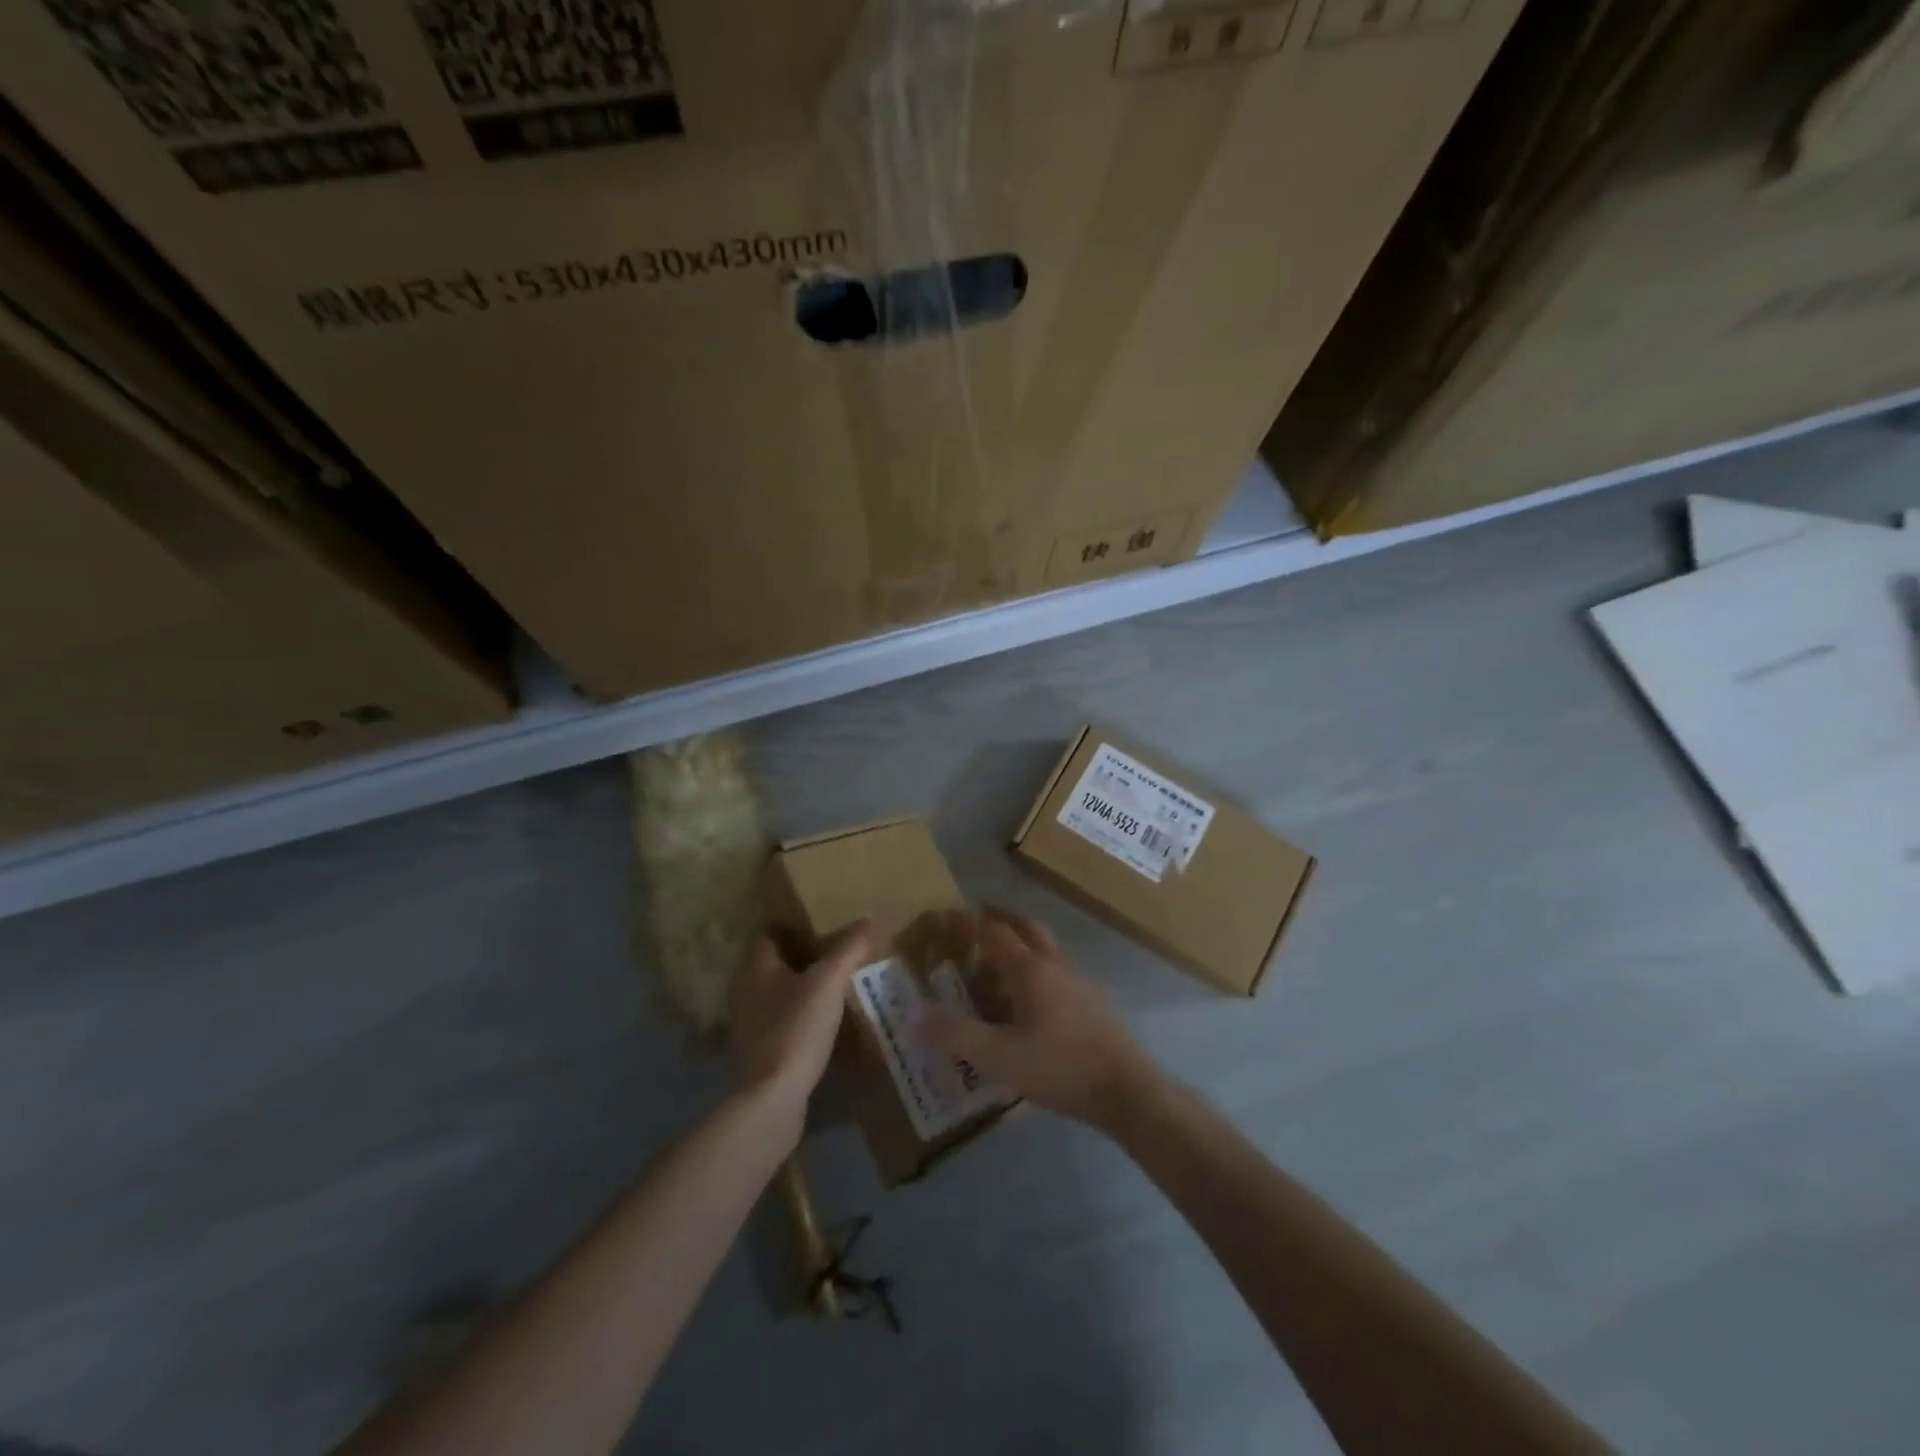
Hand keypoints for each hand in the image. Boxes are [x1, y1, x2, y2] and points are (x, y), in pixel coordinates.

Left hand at [729, 920, 872, 1113]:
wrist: (772, 1096)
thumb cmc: (797, 1027)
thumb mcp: (829, 982)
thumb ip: (848, 949)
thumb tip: (868, 920)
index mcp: (756, 967)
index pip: (768, 932)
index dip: (794, 926)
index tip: (823, 928)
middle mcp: (744, 989)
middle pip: (772, 962)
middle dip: (800, 957)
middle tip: (835, 955)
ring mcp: (747, 1022)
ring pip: (775, 992)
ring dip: (799, 987)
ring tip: (833, 988)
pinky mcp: (756, 1050)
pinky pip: (778, 1019)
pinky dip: (797, 1015)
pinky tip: (822, 1022)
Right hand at [922, 909, 1160, 1131]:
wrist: (1128, 1089)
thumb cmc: (1061, 1067)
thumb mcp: (1000, 1057)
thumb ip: (955, 1035)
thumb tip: (911, 1015)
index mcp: (1031, 970)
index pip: (994, 933)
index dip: (969, 922)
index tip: (947, 916)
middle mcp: (1055, 966)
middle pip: (1027, 929)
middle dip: (1002, 920)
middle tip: (979, 922)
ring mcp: (1079, 982)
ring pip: (1047, 949)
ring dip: (1023, 944)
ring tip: (1001, 961)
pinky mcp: (1093, 1003)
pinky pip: (1059, 972)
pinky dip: (1039, 969)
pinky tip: (1033, 1000)